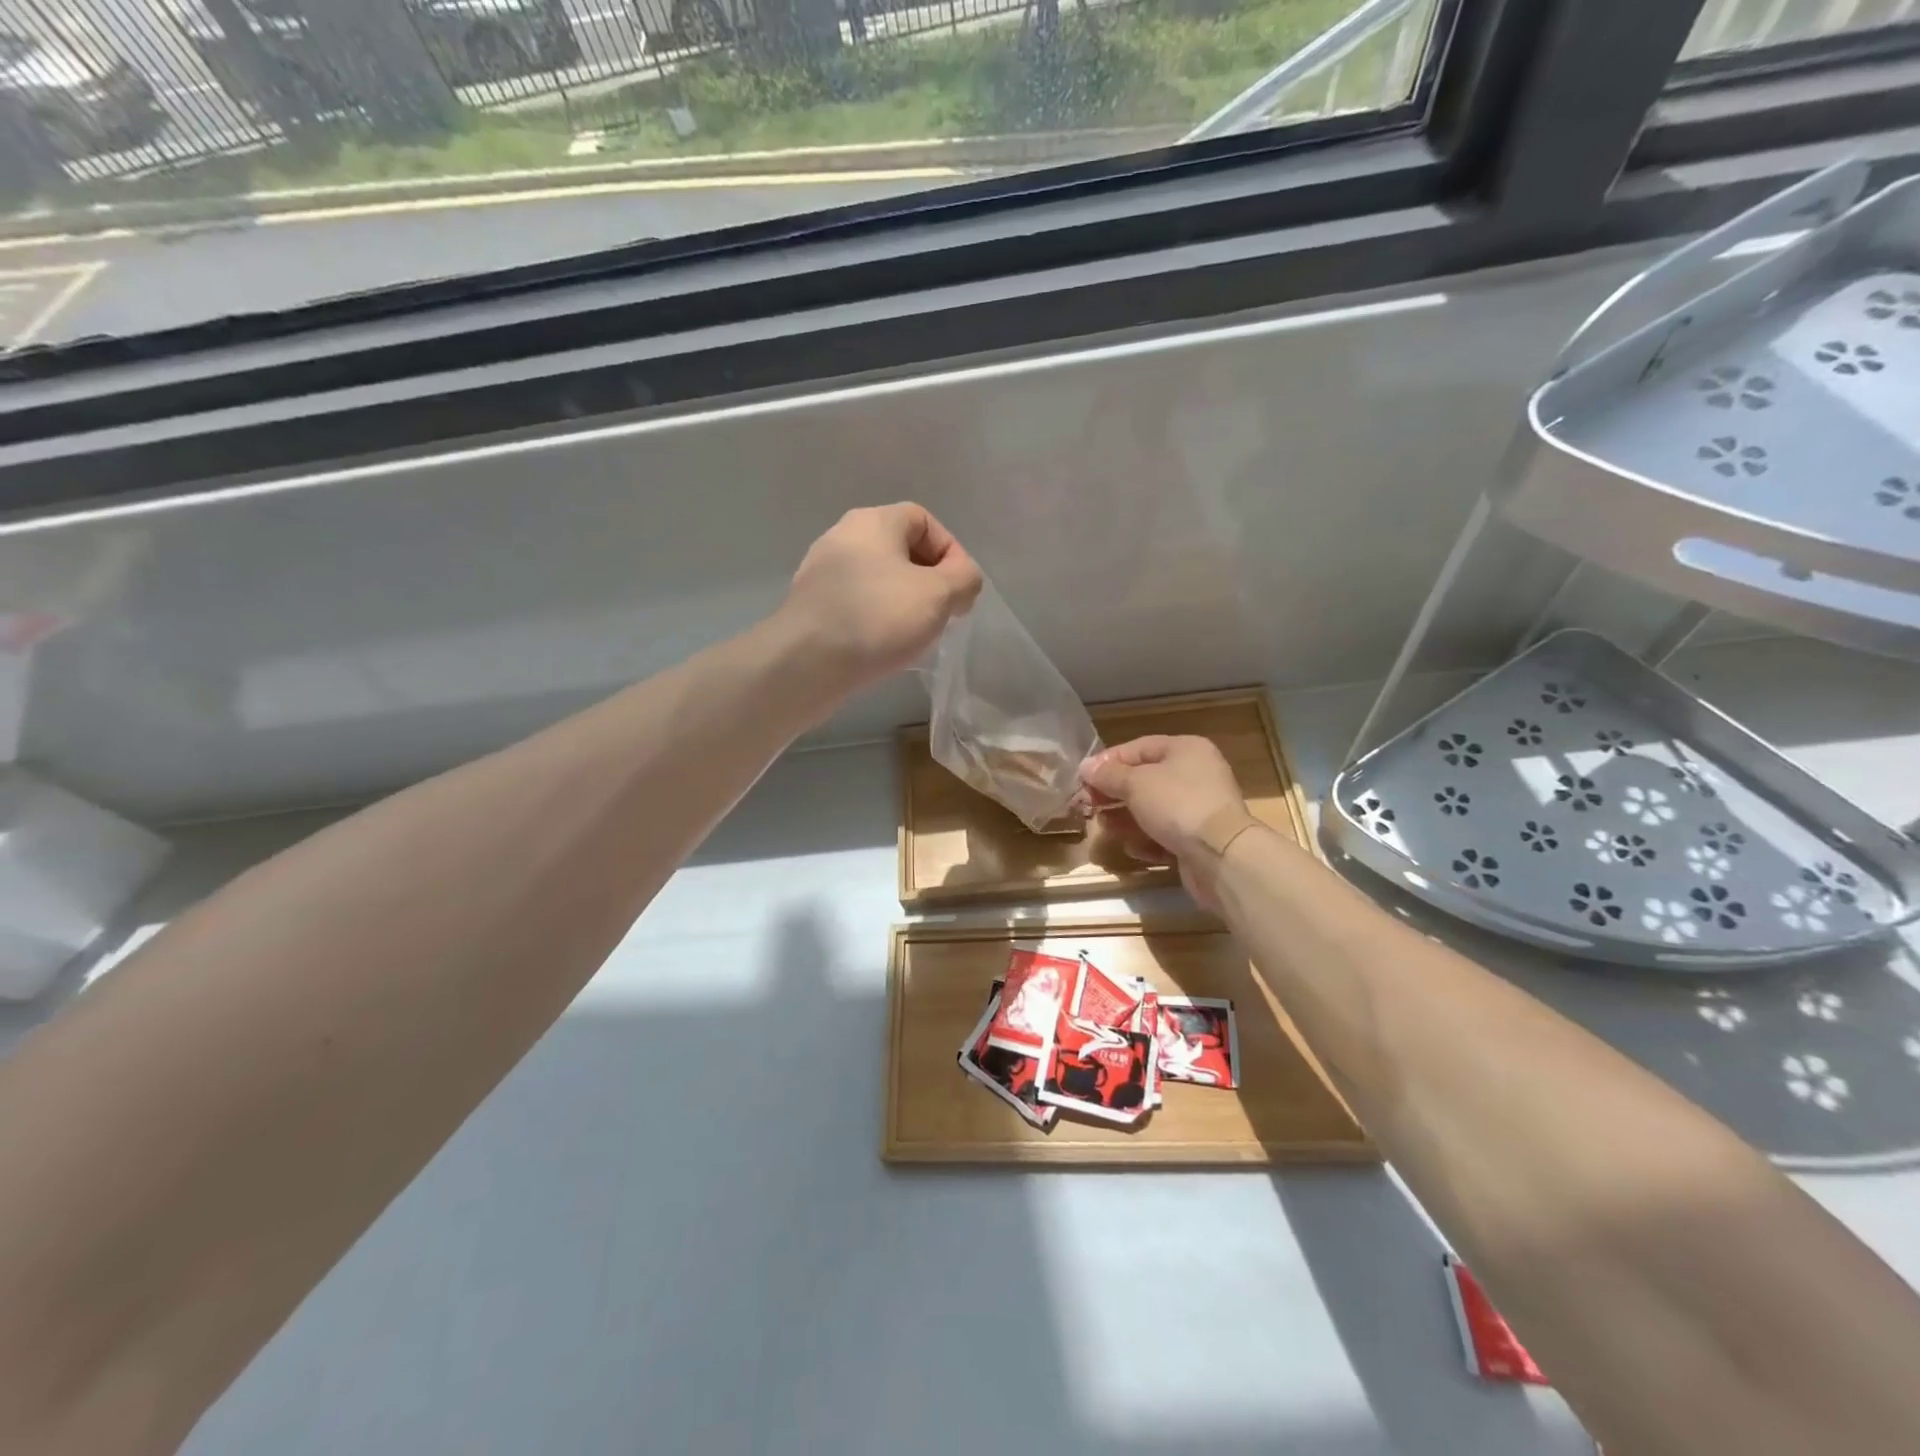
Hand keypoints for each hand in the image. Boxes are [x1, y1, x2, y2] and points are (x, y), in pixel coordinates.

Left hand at [779, 504, 982, 694]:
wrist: (806, 664)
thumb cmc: (877, 618)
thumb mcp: (939, 595)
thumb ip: (964, 579)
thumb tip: (962, 580)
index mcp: (872, 522)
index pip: (923, 519)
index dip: (950, 551)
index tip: (959, 590)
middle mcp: (842, 538)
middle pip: (900, 550)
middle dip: (928, 581)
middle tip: (941, 615)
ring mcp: (822, 573)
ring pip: (878, 580)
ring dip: (903, 603)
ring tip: (914, 635)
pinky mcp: (811, 607)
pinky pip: (856, 604)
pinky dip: (876, 620)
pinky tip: (882, 647)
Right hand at [1081, 736, 1246, 907]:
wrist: (1221, 855)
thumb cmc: (1177, 805)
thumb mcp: (1135, 784)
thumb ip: (1108, 775)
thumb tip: (1086, 766)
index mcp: (1185, 750)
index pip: (1138, 748)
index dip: (1108, 761)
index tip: (1083, 778)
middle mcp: (1195, 775)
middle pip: (1144, 780)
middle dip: (1114, 793)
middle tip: (1088, 805)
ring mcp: (1199, 809)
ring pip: (1153, 810)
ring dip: (1125, 819)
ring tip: (1105, 827)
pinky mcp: (1198, 840)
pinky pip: (1165, 835)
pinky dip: (1147, 840)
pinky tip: (1133, 848)